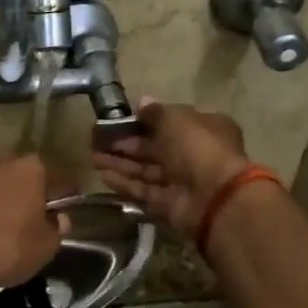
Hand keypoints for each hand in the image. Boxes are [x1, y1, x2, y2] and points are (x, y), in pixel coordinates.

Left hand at [0, 151, 67, 287]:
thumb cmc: (7, 245)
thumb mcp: (45, 246)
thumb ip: (57, 229)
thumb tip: (59, 218)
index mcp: (33, 167)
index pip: (59, 178)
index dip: (66, 194)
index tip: (67, 208)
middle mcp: (4, 158)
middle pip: (25, 174)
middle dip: (31, 190)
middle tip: (35, 214)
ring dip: (4, 195)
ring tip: (7, 220)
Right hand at [91, 98, 251, 240]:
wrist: (214, 197)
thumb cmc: (197, 147)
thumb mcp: (175, 118)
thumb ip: (156, 111)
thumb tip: (142, 102)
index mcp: (204, 129)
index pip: (172, 122)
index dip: (146, 121)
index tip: (121, 120)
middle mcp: (194, 154)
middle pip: (155, 148)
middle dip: (126, 144)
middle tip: (97, 140)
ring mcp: (182, 182)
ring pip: (146, 170)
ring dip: (121, 164)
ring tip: (93, 158)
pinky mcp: (170, 205)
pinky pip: (144, 191)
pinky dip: (126, 184)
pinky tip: (103, 176)